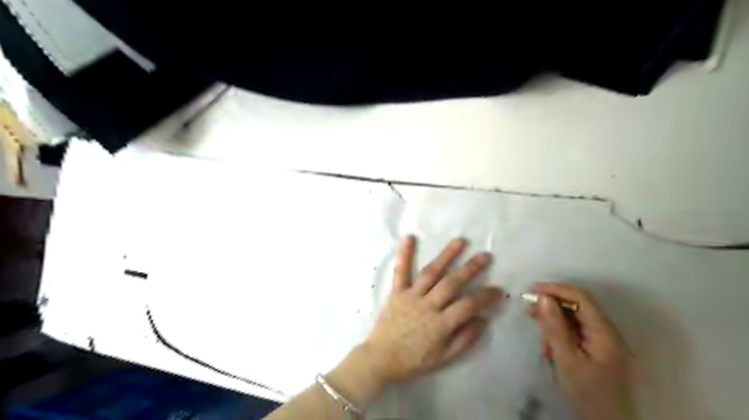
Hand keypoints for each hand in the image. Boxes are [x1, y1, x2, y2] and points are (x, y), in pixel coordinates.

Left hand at [362, 237, 501, 383]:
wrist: (380, 358)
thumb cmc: (413, 360)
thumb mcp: (443, 358)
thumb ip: (464, 339)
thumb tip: (483, 320)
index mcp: (440, 325)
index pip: (468, 306)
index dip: (485, 297)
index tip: (498, 289)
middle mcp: (427, 306)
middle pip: (452, 283)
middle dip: (470, 268)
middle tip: (485, 256)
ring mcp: (410, 296)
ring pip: (431, 272)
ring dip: (446, 256)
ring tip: (460, 241)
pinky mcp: (396, 291)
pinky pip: (400, 271)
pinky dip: (405, 254)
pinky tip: (409, 237)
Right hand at [528, 282, 632, 419]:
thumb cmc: (587, 393)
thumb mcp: (566, 360)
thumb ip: (555, 327)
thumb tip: (543, 298)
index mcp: (605, 332)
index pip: (581, 297)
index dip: (556, 289)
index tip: (531, 291)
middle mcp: (607, 332)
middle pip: (578, 306)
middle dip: (552, 305)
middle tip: (528, 310)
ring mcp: (604, 342)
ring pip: (575, 320)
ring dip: (554, 322)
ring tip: (539, 336)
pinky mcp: (597, 352)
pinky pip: (576, 333)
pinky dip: (560, 335)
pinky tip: (549, 348)